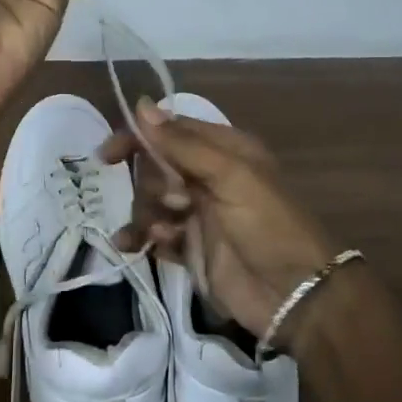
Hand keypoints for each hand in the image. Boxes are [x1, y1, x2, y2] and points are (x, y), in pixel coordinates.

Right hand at [101, 101, 343, 347]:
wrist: (294, 296)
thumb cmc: (267, 225)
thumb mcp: (230, 176)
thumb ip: (183, 144)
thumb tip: (140, 105)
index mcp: (224, 150)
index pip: (171, 132)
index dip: (138, 139)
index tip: (107, 156)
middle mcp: (209, 177)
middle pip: (157, 167)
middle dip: (150, 184)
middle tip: (173, 203)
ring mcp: (200, 214)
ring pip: (153, 202)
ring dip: (144, 214)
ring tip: (157, 233)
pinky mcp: (192, 248)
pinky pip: (156, 234)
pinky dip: (143, 237)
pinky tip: (135, 246)